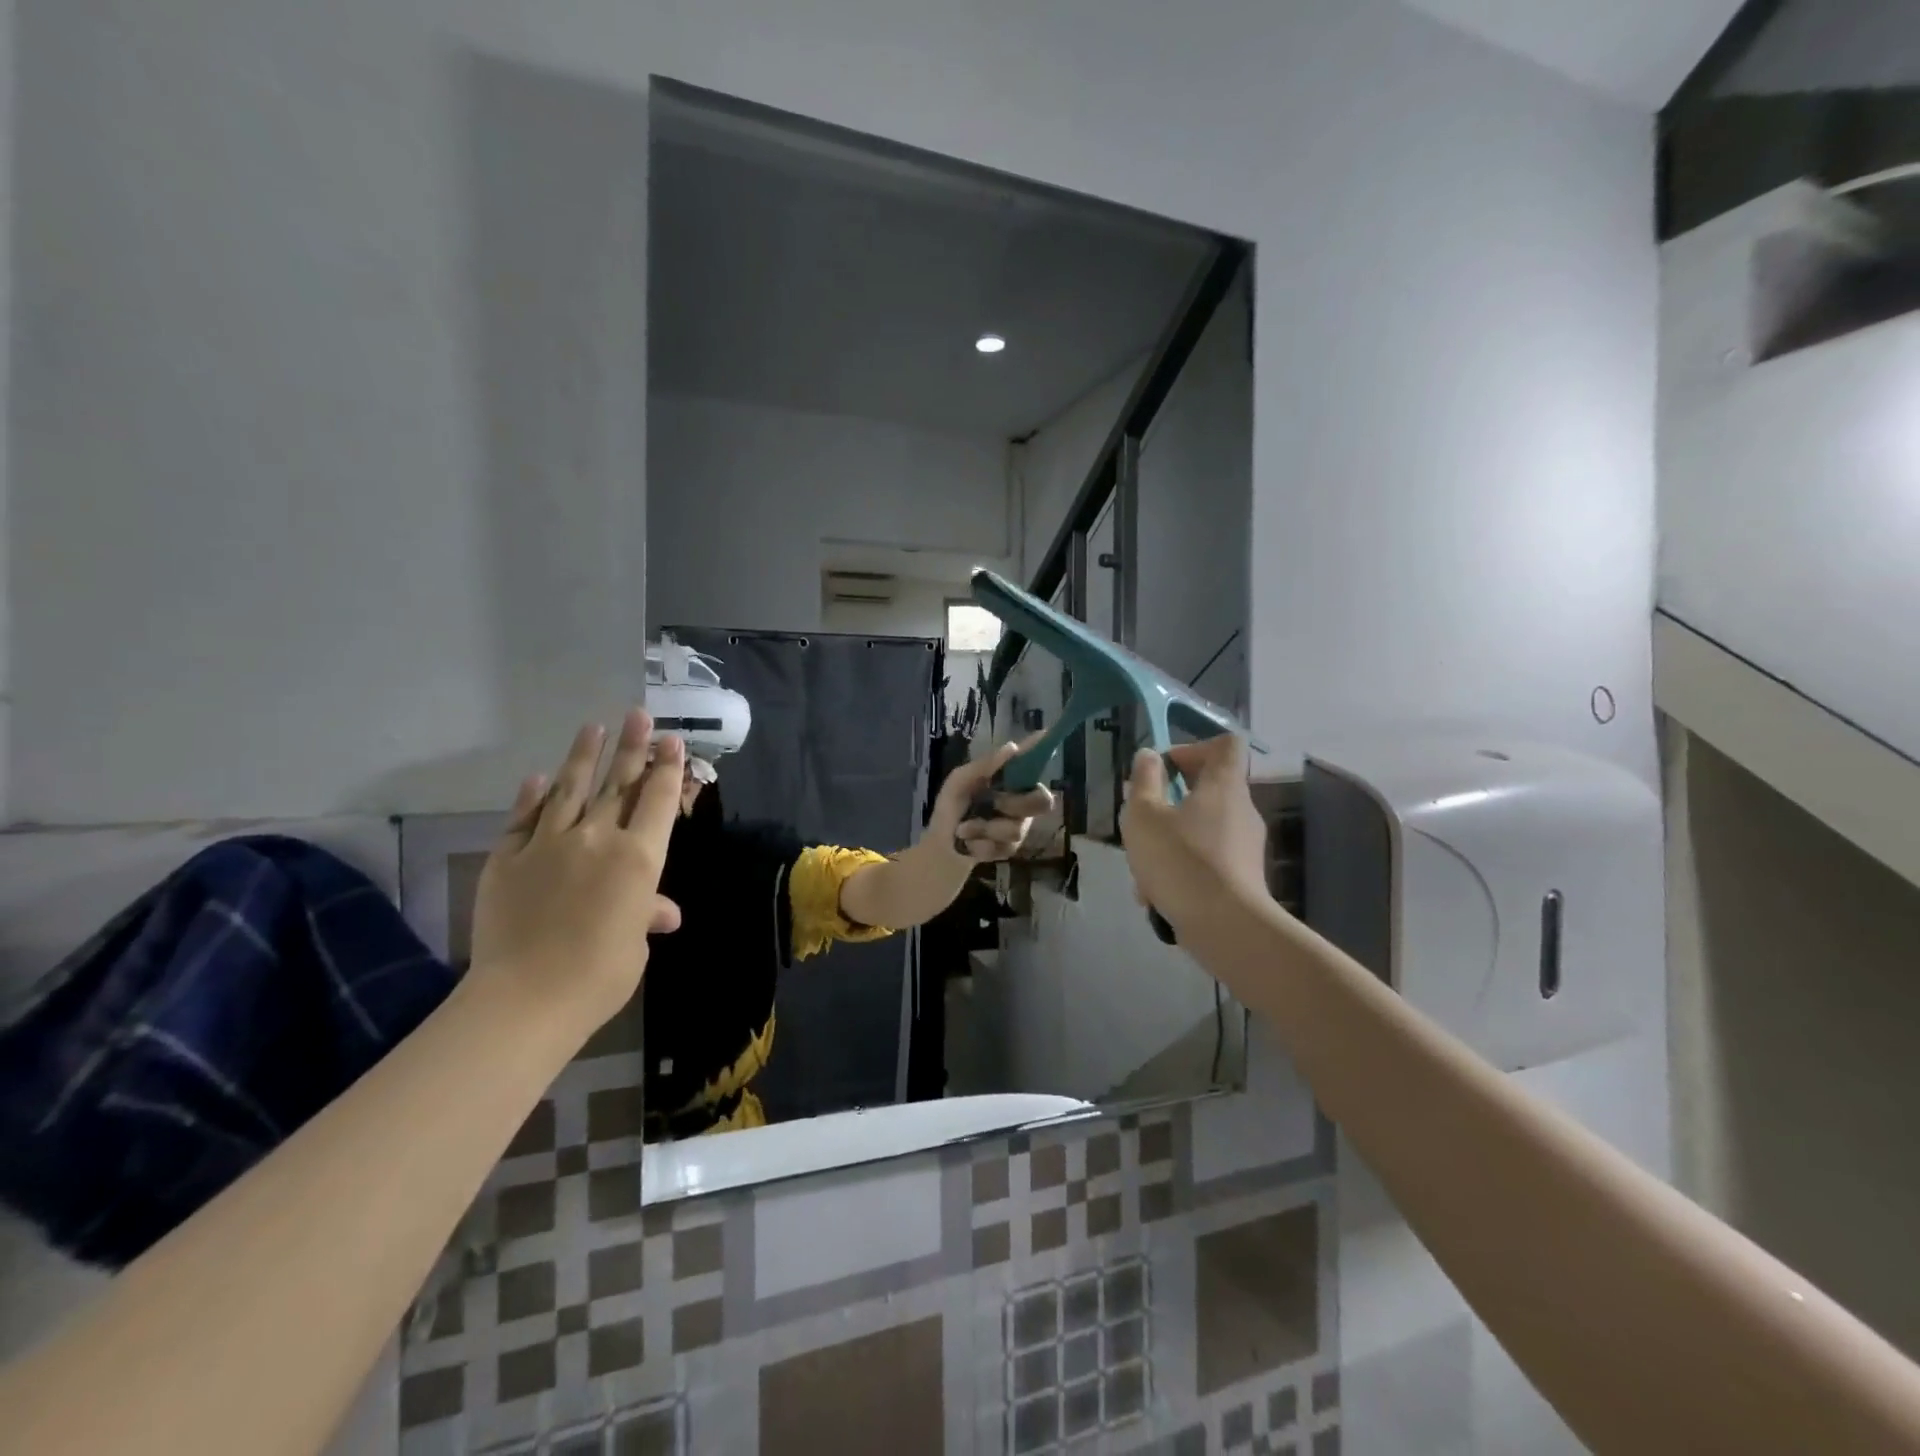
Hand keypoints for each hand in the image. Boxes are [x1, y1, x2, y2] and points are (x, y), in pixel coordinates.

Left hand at [469, 710, 684, 1030]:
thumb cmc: (600, 974)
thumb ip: (646, 913)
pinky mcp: (508, 857)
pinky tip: (539, 777)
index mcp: (639, 857)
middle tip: (638, 714)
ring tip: (593, 727)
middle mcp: (598, 838)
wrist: (526, 997)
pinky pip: (524, 818)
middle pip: (619, 783)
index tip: (671, 741)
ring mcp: (549, 843)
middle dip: (632, 746)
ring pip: (571, 789)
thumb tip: (662, 911)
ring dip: (583, 756)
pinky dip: (533, 796)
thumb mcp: (634, 943)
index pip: (659, 801)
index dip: (668, 769)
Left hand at [931, 738, 1054, 861]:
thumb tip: (1012, 747)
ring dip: (983, 828)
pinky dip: (979, 845)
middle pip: (1043, 801)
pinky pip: (1002, 847)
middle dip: (1015, 804)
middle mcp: (1021, 801)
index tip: (1046, 735)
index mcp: (1009, 781)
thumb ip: (984, 766)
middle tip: (994, 804)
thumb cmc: (951, 808)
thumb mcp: (959, 782)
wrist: (941, 845)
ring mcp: (1018, 826)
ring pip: (1015, 829)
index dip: (1042, 751)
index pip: (1032, 763)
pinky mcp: (1011, 850)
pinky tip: (968, 843)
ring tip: (963, 829)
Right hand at [1119, 736, 1270, 932]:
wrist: (1226, 928)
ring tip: (1142, 870)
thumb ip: (1144, 781)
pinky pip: (1207, 862)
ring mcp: (1246, 846)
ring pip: (1201, 830)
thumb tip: (1149, 756)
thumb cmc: (1181, 861)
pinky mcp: (1243, 878)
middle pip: (1208, 789)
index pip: (1225, 744)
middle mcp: (1242, 810)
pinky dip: (1182, 870)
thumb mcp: (1143, 816)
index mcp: (1224, 785)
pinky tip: (1156, 896)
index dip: (1193, 748)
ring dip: (1170, 842)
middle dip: (1169, 803)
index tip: (1164, 770)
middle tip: (1142, 821)